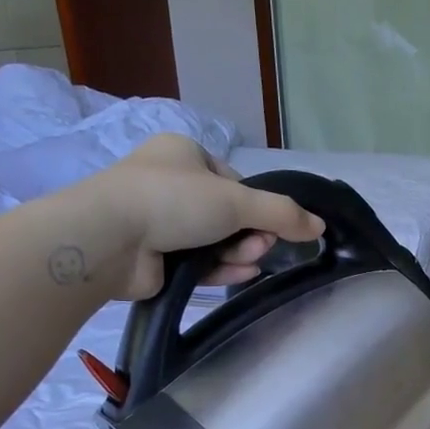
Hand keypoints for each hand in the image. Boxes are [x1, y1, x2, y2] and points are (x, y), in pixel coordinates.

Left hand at [77, 134, 324, 299]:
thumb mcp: (237, 200)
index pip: (234, 182)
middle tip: (261, 245)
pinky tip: (242, 274)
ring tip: (250, 261)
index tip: (270, 223)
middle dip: (250, 233)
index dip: (256, 205)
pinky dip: (221, 268)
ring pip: (215, 241)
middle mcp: (170, 184)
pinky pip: (198, 262)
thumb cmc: (173, 200)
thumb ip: (282, 213)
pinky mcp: (154, 257)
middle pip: (228, 214)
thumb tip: (320, 226)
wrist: (109, 238)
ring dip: (239, 251)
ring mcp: (159, 222)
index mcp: (184, 154)